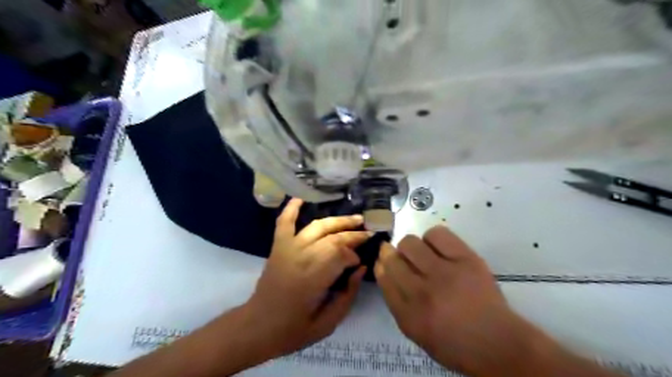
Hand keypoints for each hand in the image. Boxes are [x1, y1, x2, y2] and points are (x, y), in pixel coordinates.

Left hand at [244, 197, 368, 358]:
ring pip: (317, 227)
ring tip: (355, 218)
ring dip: (337, 221)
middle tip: (368, 233)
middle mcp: (302, 257)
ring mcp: (288, 248)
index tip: (360, 262)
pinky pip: (284, 223)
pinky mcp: (278, 246)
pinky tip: (301, 197)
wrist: (258, 326)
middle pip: (333, 238)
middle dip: (353, 235)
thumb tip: (361, 269)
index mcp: (314, 278)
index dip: (354, 256)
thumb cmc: (294, 329)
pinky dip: (291, 209)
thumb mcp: (328, 323)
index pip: (342, 255)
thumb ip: (348, 295)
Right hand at [376, 226, 554, 374]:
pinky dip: (432, 238)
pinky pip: (437, 234)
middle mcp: (422, 292)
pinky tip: (438, 248)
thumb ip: (397, 302)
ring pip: (410, 243)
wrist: (498, 343)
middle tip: (402, 257)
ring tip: (423, 255)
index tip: (383, 261)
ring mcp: (444, 273)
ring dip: (411, 247)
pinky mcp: (465, 259)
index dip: (381, 265)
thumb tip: (385, 271)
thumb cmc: (454, 343)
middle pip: (393, 258)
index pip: (384, 277)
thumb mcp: (416, 332)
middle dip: (392, 254)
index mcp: (408, 314)